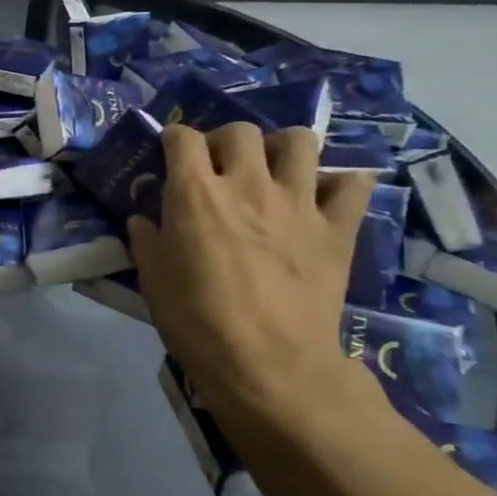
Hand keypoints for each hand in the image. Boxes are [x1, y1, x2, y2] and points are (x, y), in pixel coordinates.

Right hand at [128, 123, 377, 428]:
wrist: (269, 364)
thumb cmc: (197, 322)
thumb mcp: (153, 280)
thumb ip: (147, 240)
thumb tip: (144, 219)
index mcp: (195, 194)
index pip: (182, 138)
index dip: (173, 139)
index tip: (170, 153)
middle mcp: (247, 184)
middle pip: (241, 131)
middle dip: (225, 141)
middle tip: (220, 167)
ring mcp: (298, 203)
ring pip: (300, 141)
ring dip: (282, 149)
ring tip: (273, 172)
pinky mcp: (337, 228)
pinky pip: (352, 185)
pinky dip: (339, 183)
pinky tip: (324, 197)